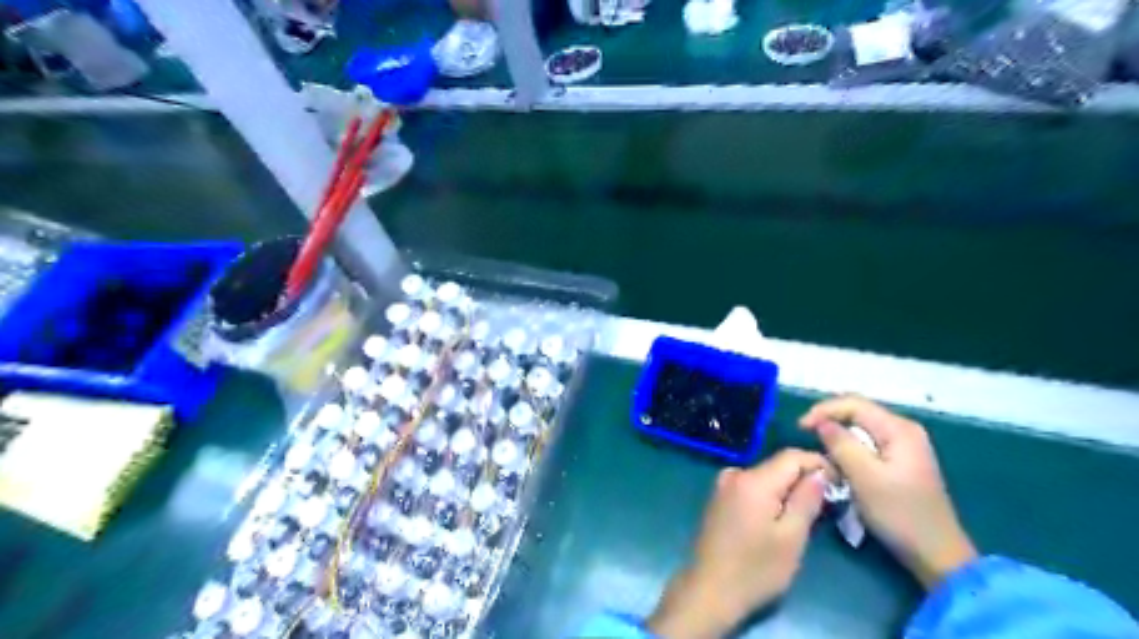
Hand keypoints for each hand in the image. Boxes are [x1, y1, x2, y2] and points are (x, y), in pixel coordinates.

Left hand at [650, 449, 829, 637]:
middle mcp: (734, 473)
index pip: (792, 455)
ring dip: (787, 490)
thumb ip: (807, 500)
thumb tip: (820, 473)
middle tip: (828, 504)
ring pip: (765, 477)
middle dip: (804, 480)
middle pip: (778, 465)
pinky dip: (769, 496)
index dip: (819, 464)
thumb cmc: (755, 569)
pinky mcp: (718, 498)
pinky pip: (751, 487)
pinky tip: (778, 518)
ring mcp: (722, 485)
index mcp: (752, 480)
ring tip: (806, 515)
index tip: (841, 483)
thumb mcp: (791, 538)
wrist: (708, 591)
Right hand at [800, 398, 978, 590]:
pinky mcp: (900, 461)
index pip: (853, 403)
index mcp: (899, 429)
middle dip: (829, 420)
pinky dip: (848, 447)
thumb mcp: (864, 477)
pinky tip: (838, 460)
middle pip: (857, 412)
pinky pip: (867, 442)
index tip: (800, 427)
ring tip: (818, 448)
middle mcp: (903, 430)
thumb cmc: (899, 514)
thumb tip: (821, 423)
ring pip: (860, 428)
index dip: (823, 410)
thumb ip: (841, 444)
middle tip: (805, 435)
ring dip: (837, 435)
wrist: (937, 554)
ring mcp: (904, 445)